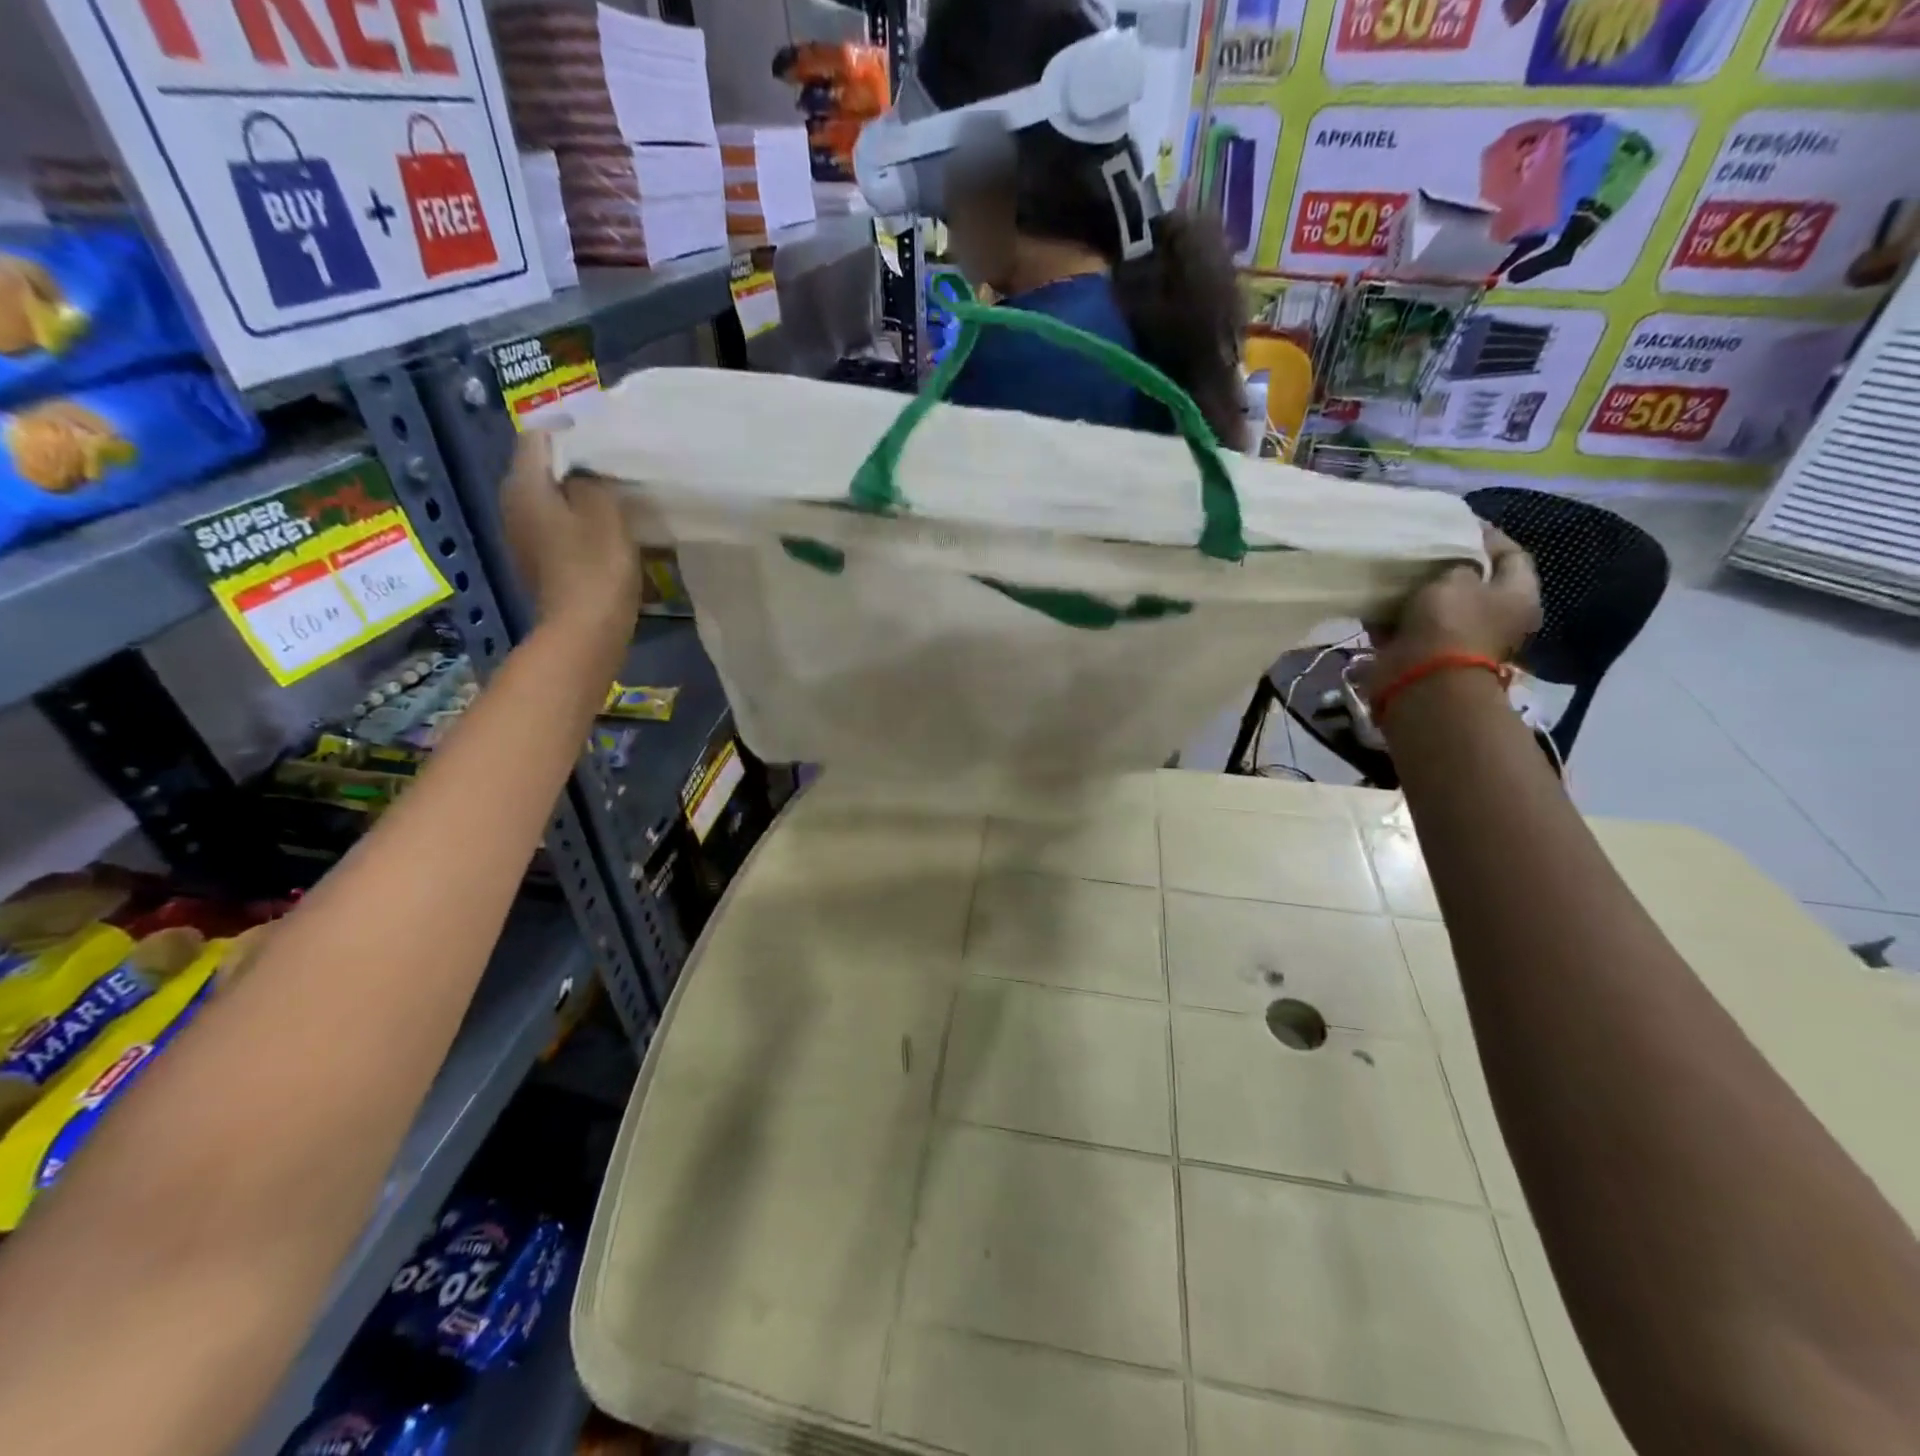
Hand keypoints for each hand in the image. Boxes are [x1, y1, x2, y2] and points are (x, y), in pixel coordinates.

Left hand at [500, 431, 639, 641]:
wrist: (583, 633)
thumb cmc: (595, 568)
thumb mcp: (605, 511)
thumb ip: (592, 480)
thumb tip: (582, 474)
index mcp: (524, 485)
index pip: (537, 436)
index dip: (570, 432)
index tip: (604, 439)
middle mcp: (512, 505)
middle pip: (539, 468)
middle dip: (573, 463)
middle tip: (612, 466)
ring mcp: (521, 537)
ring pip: (548, 499)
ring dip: (575, 495)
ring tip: (612, 496)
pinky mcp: (537, 562)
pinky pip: (554, 527)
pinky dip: (575, 522)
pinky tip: (601, 531)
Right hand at [1359, 527, 1541, 692]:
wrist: (1422, 679)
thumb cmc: (1451, 622)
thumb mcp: (1457, 576)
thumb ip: (1456, 559)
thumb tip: (1450, 557)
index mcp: (1517, 596)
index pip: (1512, 554)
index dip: (1487, 535)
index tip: (1457, 521)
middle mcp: (1493, 617)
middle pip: (1471, 580)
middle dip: (1444, 563)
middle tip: (1420, 544)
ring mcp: (1455, 637)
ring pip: (1433, 603)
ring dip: (1413, 589)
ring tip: (1392, 567)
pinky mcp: (1422, 652)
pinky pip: (1404, 625)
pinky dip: (1389, 613)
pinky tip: (1373, 596)